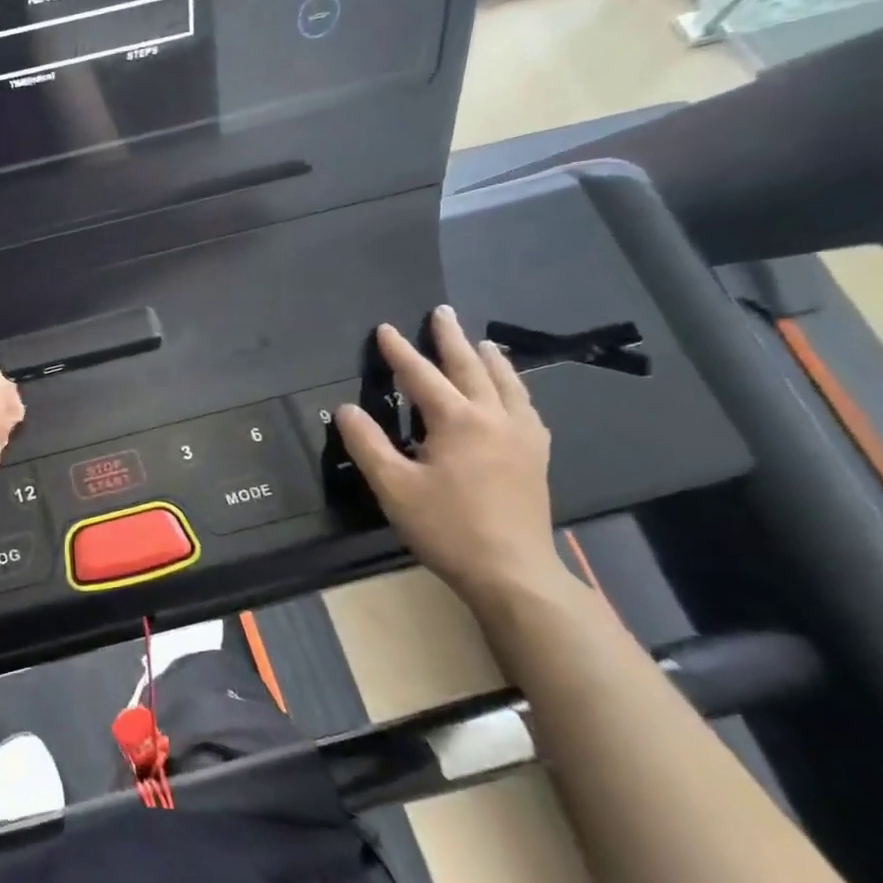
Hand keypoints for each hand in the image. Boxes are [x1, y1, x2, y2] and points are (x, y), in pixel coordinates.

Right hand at [335, 306, 566, 608]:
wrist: (512, 570)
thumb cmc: (446, 527)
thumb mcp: (393, 487)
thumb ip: (367, 444)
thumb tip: (345, 409)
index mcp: (458, 421)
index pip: (421, 376)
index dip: (400, 352)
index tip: (385, 329)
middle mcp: (495, 417)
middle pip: (471, 367)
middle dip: (452, 339)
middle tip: (441, 312)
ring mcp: (523, 435)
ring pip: (506, 383)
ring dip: (489, 358)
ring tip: (481, 342)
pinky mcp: (536, 455)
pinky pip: (526, 406)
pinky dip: (513, 387)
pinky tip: (511, 393)